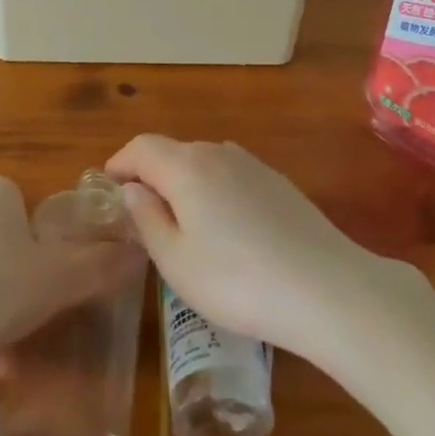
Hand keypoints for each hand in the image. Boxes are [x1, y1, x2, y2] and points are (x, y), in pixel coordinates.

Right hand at [105, 136, 406, 362]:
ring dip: (185, 182)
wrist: (326, 288)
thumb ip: (147, 219)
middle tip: (141, 213)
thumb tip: (132, 189)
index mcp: (186, 167)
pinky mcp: (279, 183)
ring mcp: (253, 165)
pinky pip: (232, 175)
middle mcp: (218, 152)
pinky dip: (215, 190)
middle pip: (173, 152)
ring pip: (205, 162)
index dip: (120, 162)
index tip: (107, 184)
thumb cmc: (237, 281)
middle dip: (152, 174)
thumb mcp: (177, 262)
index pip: (142, 147)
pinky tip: (226, 229)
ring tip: (183, 223)